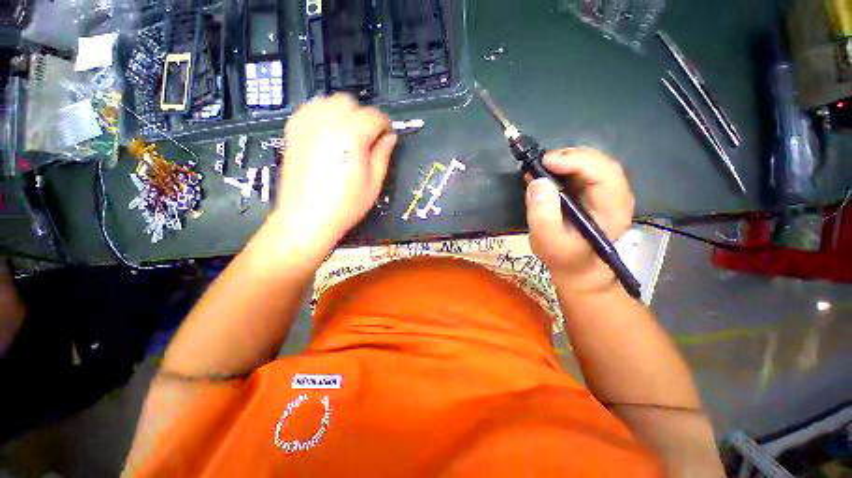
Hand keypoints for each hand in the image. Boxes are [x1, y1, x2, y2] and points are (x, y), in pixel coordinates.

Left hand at [271, 94, 397, 253]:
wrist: (306, 219)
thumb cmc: (343, 206)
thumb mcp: (374, 183)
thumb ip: (383, 155)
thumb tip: (390, 138)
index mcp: (350, 137)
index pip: (374, 116)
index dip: (385, 125)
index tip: (387, 136)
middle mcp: (326, 124)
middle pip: (350, 102)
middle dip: (363, 116)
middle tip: (368, 138)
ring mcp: (306, 126)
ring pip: (329, 101)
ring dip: (344, 113)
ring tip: (349, 136)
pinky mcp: (293, 132)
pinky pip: (310, 109)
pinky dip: (323, 115)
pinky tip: (329, 134)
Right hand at [525, 148, 633, 285]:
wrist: (574, 265)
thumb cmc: (562, 256)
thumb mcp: (548, 241)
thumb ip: (542, 215)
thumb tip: (538, 182)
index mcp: (612, 210)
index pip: (604, 174)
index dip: (576, 162)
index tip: (545, 162)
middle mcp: (616, 196)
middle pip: (600, 163)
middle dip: (569, 157)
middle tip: (540, 163)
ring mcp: (606, 192)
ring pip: (591, 163)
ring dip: (565, 160)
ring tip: (540, 167)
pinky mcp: (593, 191)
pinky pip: (582, 170)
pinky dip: (563, 166)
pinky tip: (546, 171)